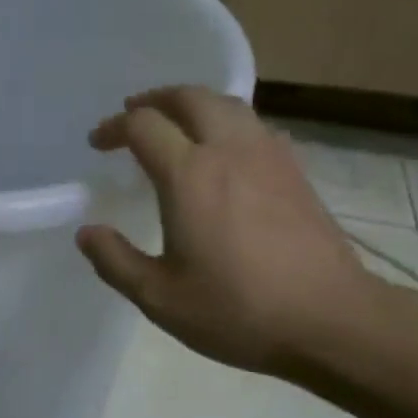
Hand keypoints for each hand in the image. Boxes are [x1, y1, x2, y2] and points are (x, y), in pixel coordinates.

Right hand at [76, 87, 385, 377]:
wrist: (330, 320)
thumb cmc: (237, 310)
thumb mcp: (159, 297)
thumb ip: (115, 261)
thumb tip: (87, 232)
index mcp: (189, 175)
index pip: (143, 125)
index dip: (113, 127)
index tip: (97, 143)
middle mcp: (229, 151)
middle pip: (190, 97)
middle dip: (155, 99)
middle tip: (133, 115)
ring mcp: (269, 157)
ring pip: (227, 104)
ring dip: (193, 104)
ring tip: (175, 124)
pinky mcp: (295, 172)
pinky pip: (254, 125)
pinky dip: (227, 122)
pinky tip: (224, 151)